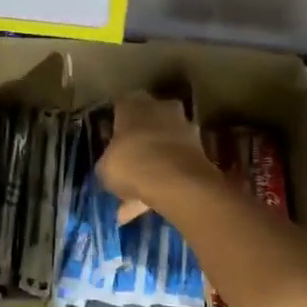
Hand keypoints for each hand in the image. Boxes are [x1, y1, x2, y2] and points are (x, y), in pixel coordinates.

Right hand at [96, 91, 214, 215]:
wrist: (177, 181)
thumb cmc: (132, 164)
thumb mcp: (105, 168)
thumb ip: (108, 162)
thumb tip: (111, 167)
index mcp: (133, 104)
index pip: (121, 106)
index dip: (116, 124)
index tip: (111, 140)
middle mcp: (161, 107)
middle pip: (148, 120)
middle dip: (140, 138)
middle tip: (130, 160)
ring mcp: (185, 126)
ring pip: (165, 142)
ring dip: (155, 161)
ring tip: (140, 189)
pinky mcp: (201, 148)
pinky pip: (177, 162)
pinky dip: (167, 178)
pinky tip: (152, 202)